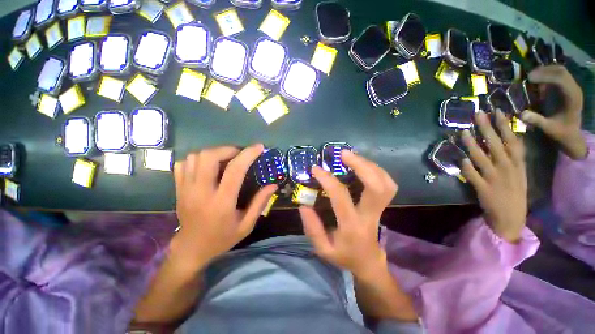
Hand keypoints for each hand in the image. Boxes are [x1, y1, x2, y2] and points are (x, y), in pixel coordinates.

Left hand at [173, 144, 276, 267]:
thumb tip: (273, 185)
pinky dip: (197, 159)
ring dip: (213, 153)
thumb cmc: (222, 238)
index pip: (235, 170)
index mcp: (222, 202)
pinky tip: (207, 166)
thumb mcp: (247, 225)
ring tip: (225, 160)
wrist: (191, 249)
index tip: (258, 148)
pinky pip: (183, 164)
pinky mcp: (178, 189)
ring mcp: (186, 189)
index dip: (248, 155)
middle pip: (209, 157)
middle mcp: (201, 192)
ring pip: (195, 157)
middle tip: (239, 154)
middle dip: (227, 149)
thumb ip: (260, 203)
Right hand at [299, 151, 396, 277]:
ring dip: (370, 165)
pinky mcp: (383, 206)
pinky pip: (388, 184)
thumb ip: (312, 229)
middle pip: (376, 186)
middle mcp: (369, 215)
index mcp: (351, 226)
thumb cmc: (344, 256)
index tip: (316, 169)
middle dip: (361, 165)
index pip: (341, 197)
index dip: (328, 180)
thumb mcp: (323, 249)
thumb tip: (304, 205)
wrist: (368, 262)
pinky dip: (377, 170)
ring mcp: (380, 210)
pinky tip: (363, 165)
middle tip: (344, 153)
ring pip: (386, 183)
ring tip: (352, 156)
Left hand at [461, 111, 526, 242]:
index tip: (497, 111)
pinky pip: (473, 175)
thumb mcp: (520, 174)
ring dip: (472, 144)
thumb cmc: (515, 194)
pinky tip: (461, 159)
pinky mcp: (483, 189)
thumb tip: (506, 139)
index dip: (505, 126)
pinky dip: (467, 167)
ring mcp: (494, 179)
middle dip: (487, 128)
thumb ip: (513, 158)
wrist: (511, 218)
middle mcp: (507, 169)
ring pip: (481, 158)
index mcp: (518, 164)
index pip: (512, 140)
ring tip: (464, 132)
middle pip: (495, 145)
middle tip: (477, 114)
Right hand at [521, 65, 587, 159]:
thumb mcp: (548, 129)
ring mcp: (571, 87)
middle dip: (544, 70)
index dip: (545, 76)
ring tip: (530, 77)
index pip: (561, 79)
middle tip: (528, 76)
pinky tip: (537, 80)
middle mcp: (574, 89)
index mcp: (572, 97)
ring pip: (559, 71)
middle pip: (560, 71)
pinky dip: (547, 74)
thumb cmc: (561, 132)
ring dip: (545, 71)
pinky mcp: (567, 88)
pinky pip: (557, 75)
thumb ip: (537, 120)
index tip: (529, 78)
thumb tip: (521, 114)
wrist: (571, 134)